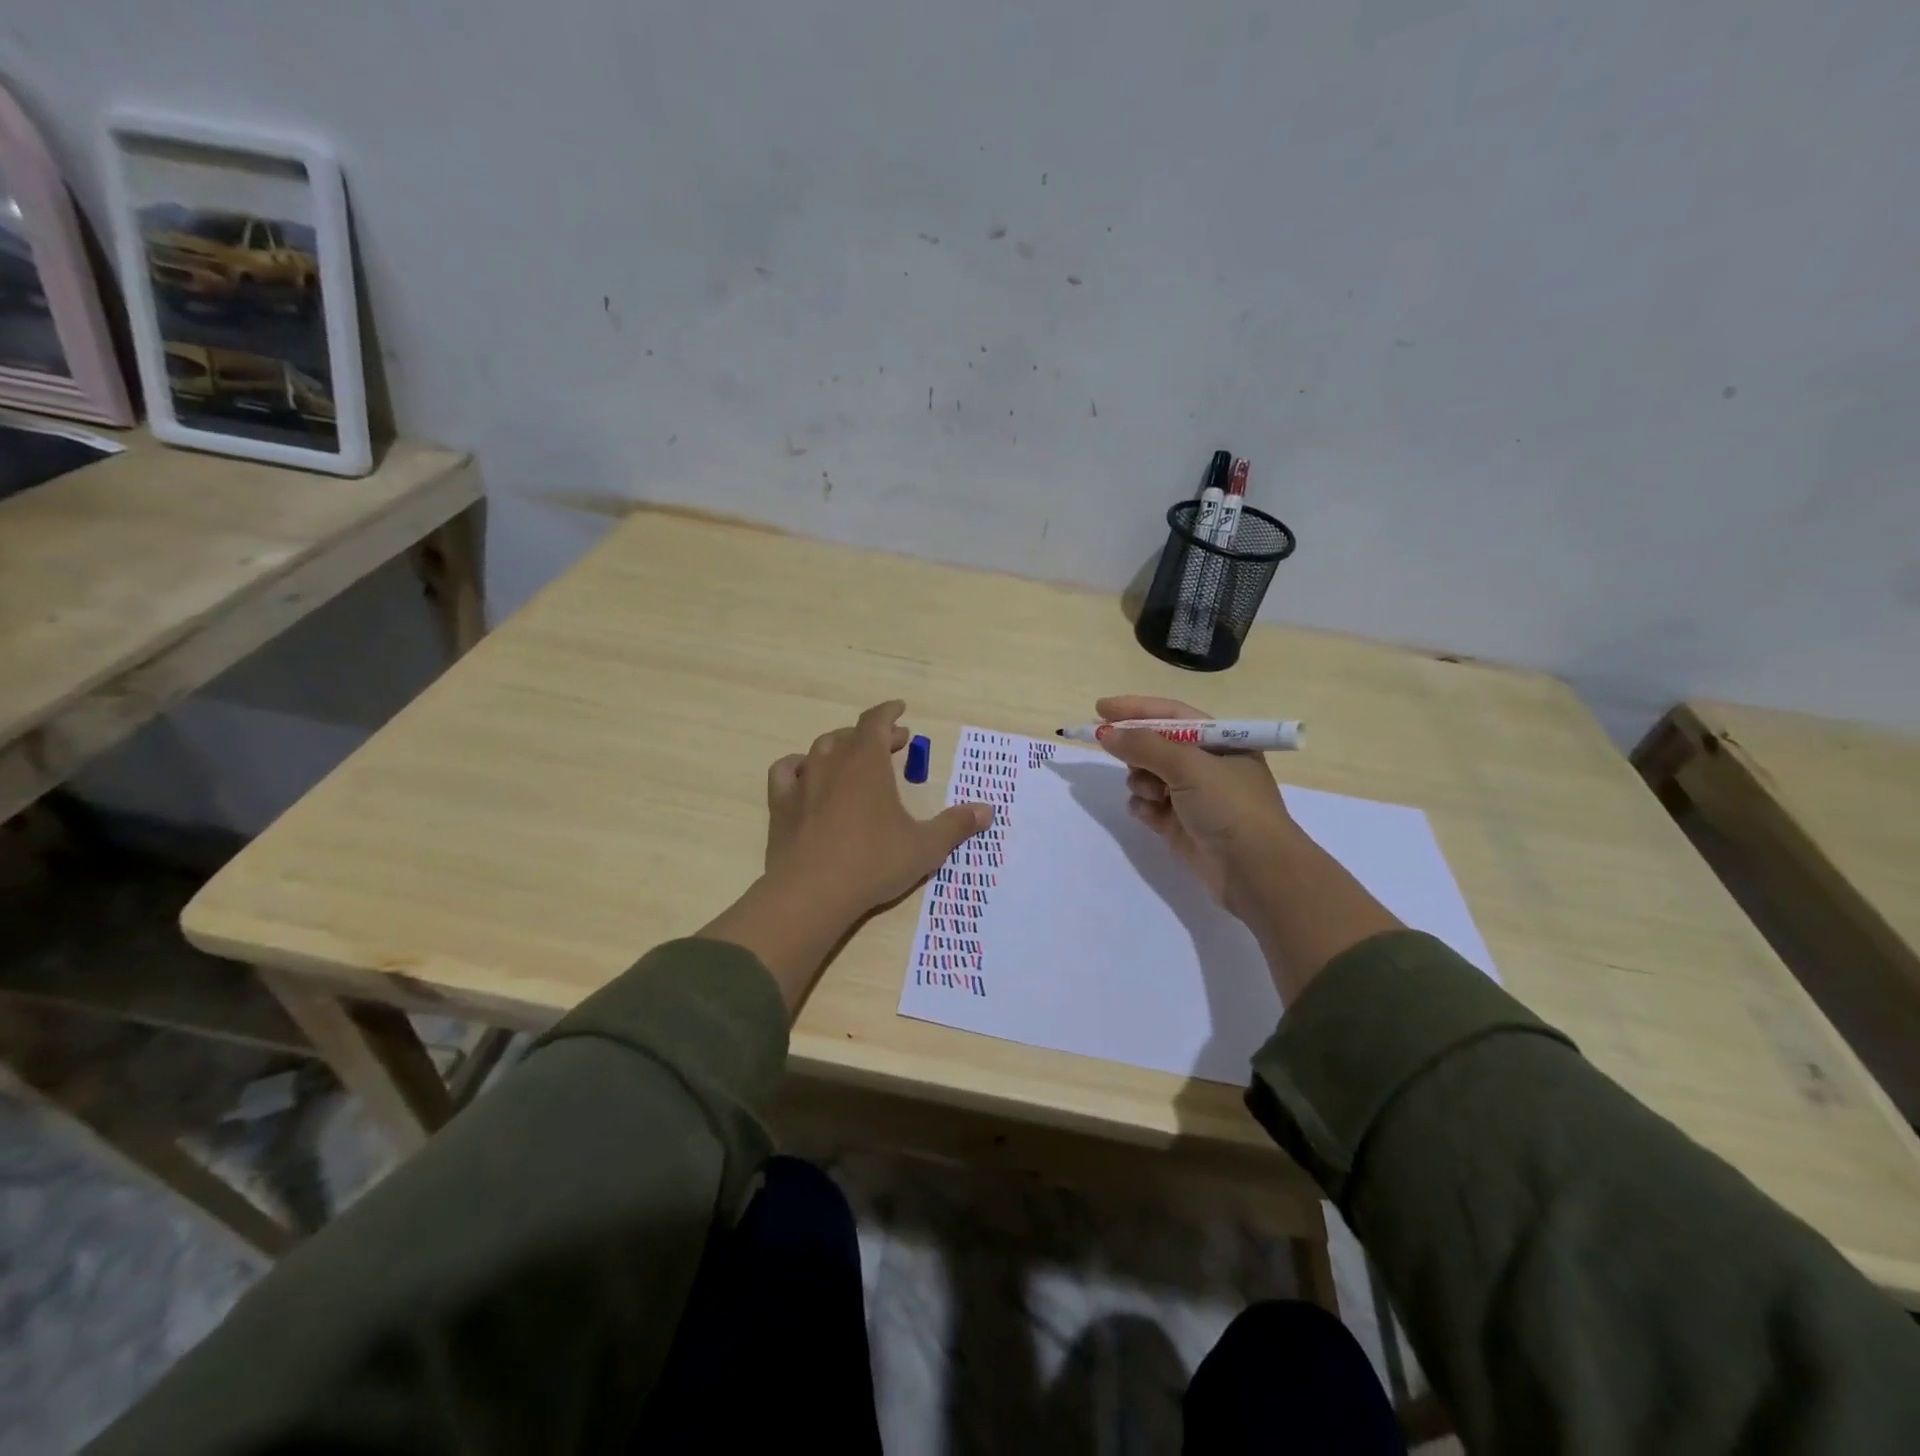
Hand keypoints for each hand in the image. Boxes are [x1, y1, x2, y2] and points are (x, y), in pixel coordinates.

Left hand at [764, 700, 992, 918]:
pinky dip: (799, 766)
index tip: (901, 709)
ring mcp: (802, 783)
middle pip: (852, 735)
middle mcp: (832, 763)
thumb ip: (955, 825)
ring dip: (840, 746)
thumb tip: (987, 810)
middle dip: (874, 734)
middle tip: (894, 743)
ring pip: (820, 749)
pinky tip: (806, 776)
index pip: (876, 721)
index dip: (889, 712)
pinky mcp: (780, 806)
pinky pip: (786, 771)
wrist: (812, 893)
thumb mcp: (925, 846)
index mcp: (867, 763)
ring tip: (853, 756)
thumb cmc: (874, 863)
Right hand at [1094, 694, 1295, 918]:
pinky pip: (1149, 806)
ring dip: (1141, 780)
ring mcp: (1193, 797)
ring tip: (1152, 794)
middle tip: (1111, 750)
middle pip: (1157, 745)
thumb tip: (1106, 733)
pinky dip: (1144, 807)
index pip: (1172, 715)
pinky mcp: (1180, 825)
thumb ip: (1144, 746)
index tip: (1100, 708)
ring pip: (1148, 776)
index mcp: (1221, 742)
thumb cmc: (1230, 806)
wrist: (1255, 871)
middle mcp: (1208, 765)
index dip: (1136, 709)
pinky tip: (1150, 814)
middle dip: (1136, 749)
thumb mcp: (1189, 766)